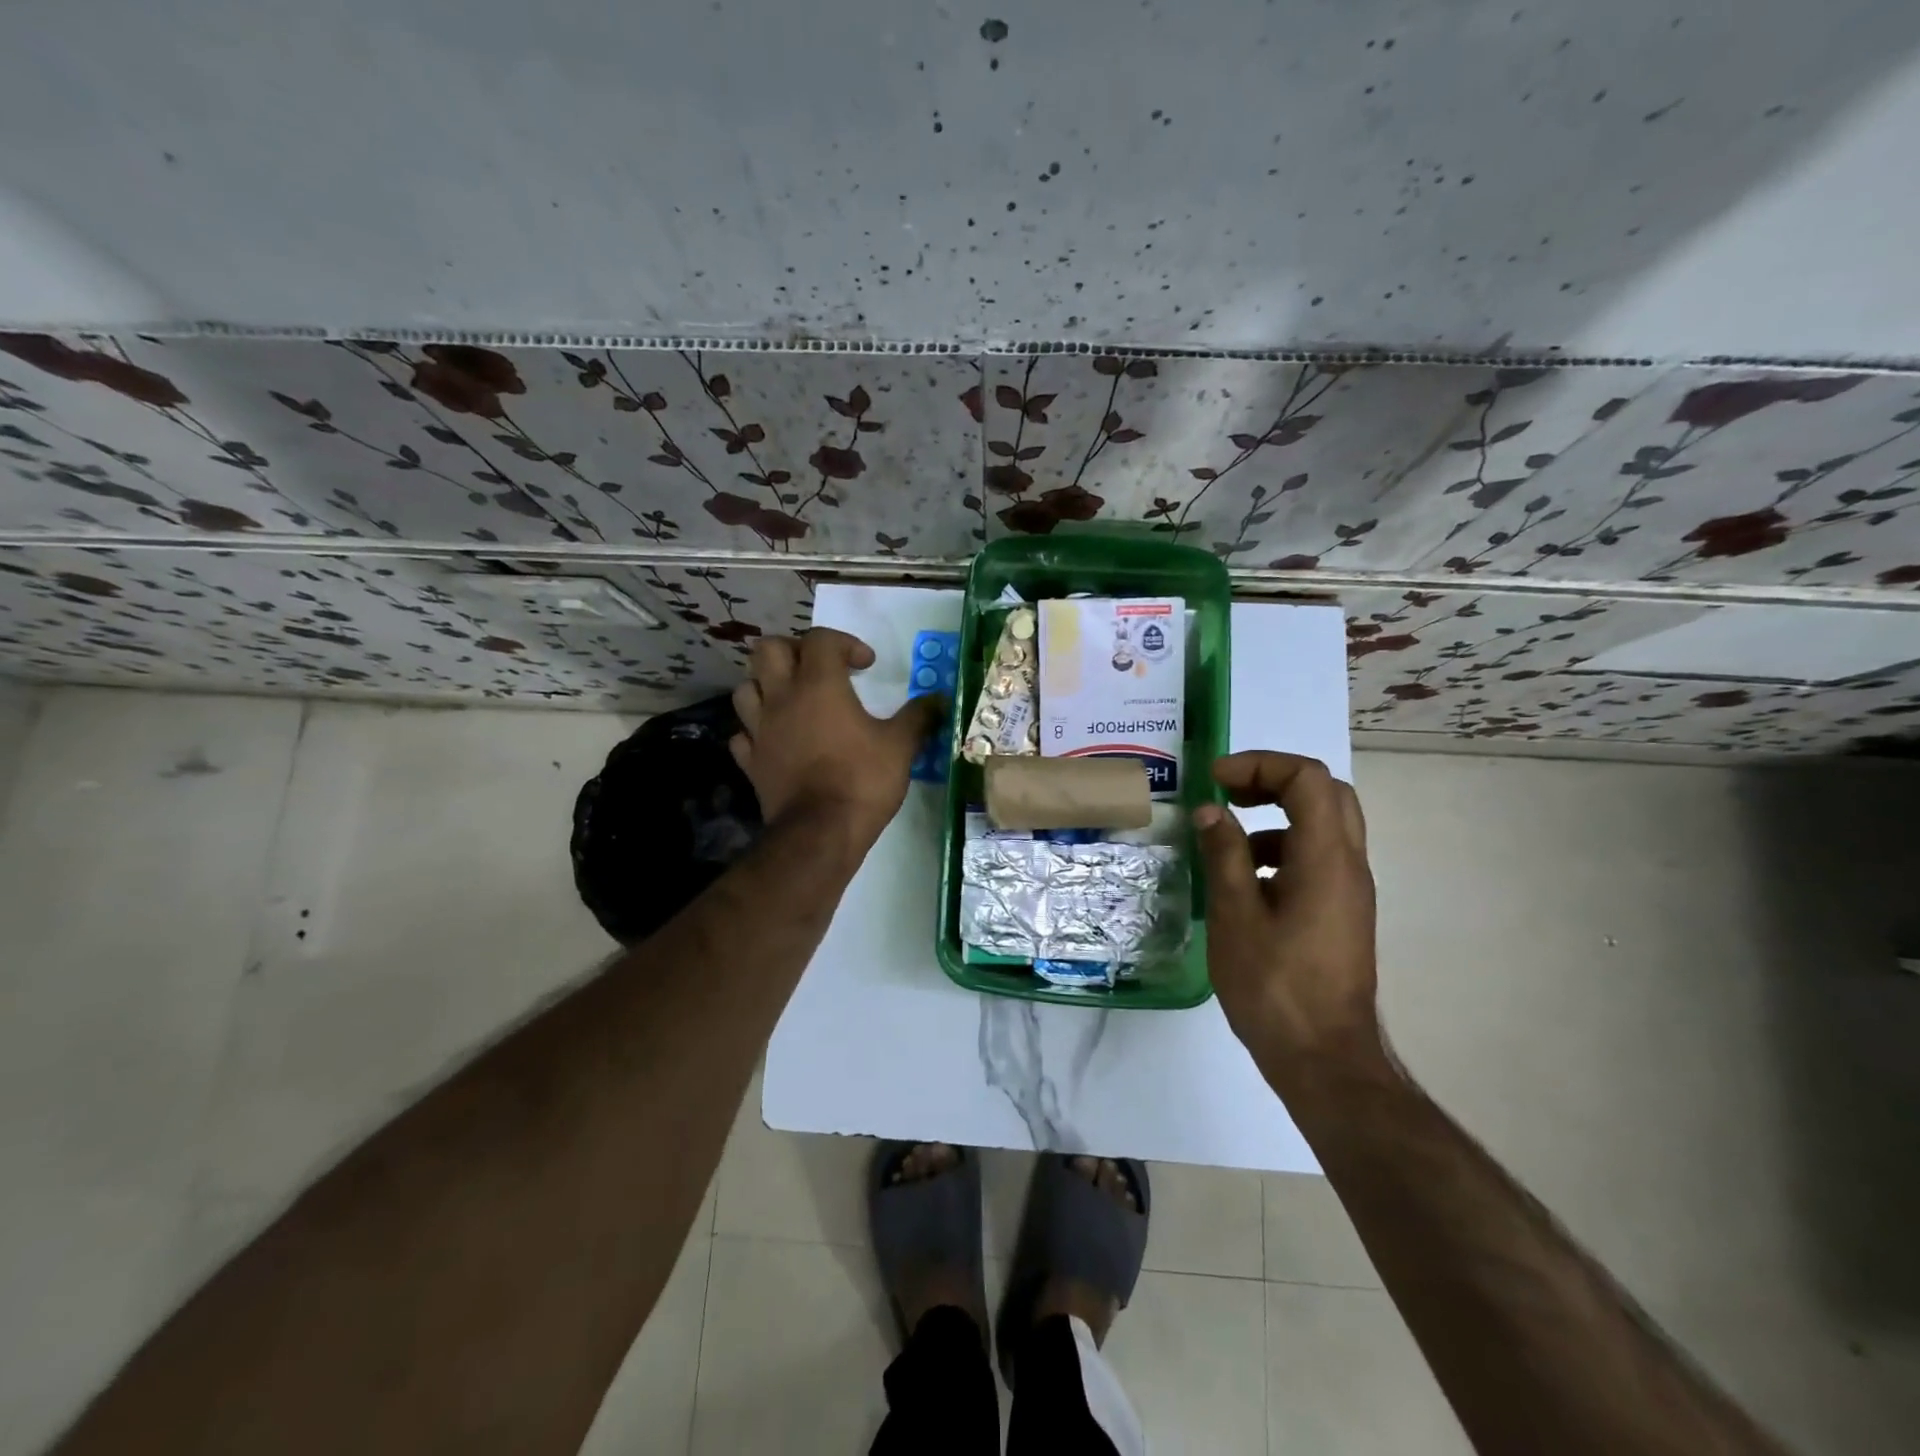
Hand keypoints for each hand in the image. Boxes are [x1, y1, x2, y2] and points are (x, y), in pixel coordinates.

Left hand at [730, 629, 942, 848]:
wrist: (820, 833)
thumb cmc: (862, 780)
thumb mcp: (901, 746)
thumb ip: (918, 717)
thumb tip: (938, 700)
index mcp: (819, 685)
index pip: (820, 639)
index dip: (845, 643)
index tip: (866, 666)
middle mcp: (782, 698)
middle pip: (769, 650)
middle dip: (794, 650)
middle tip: (819, 670)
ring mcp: (760, 729)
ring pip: (746, 687)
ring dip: (767, 685)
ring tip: (792, 699)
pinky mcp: (750, 761)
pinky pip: (743, 733)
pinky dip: (756, 730)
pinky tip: (775, 738)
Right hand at [1192, 752, 1384, 1080]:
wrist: (1324, 1060)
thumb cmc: (1275, 987)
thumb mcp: (1235, 916)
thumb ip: (1224, 855)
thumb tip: (1211, 812)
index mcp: (1326, 859)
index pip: (1308, 779)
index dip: (1260, 765)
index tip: (1216, 781)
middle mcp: (1348, 866)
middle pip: (1325, 793)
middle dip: (1274, 780)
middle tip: (1229, 792)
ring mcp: (1350, 891)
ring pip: (1324, 825)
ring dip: (1277, 815)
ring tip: (1228, 839)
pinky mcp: (1342, 913)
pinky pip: (1317, 858)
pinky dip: (1282, 848)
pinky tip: (1245, 882)